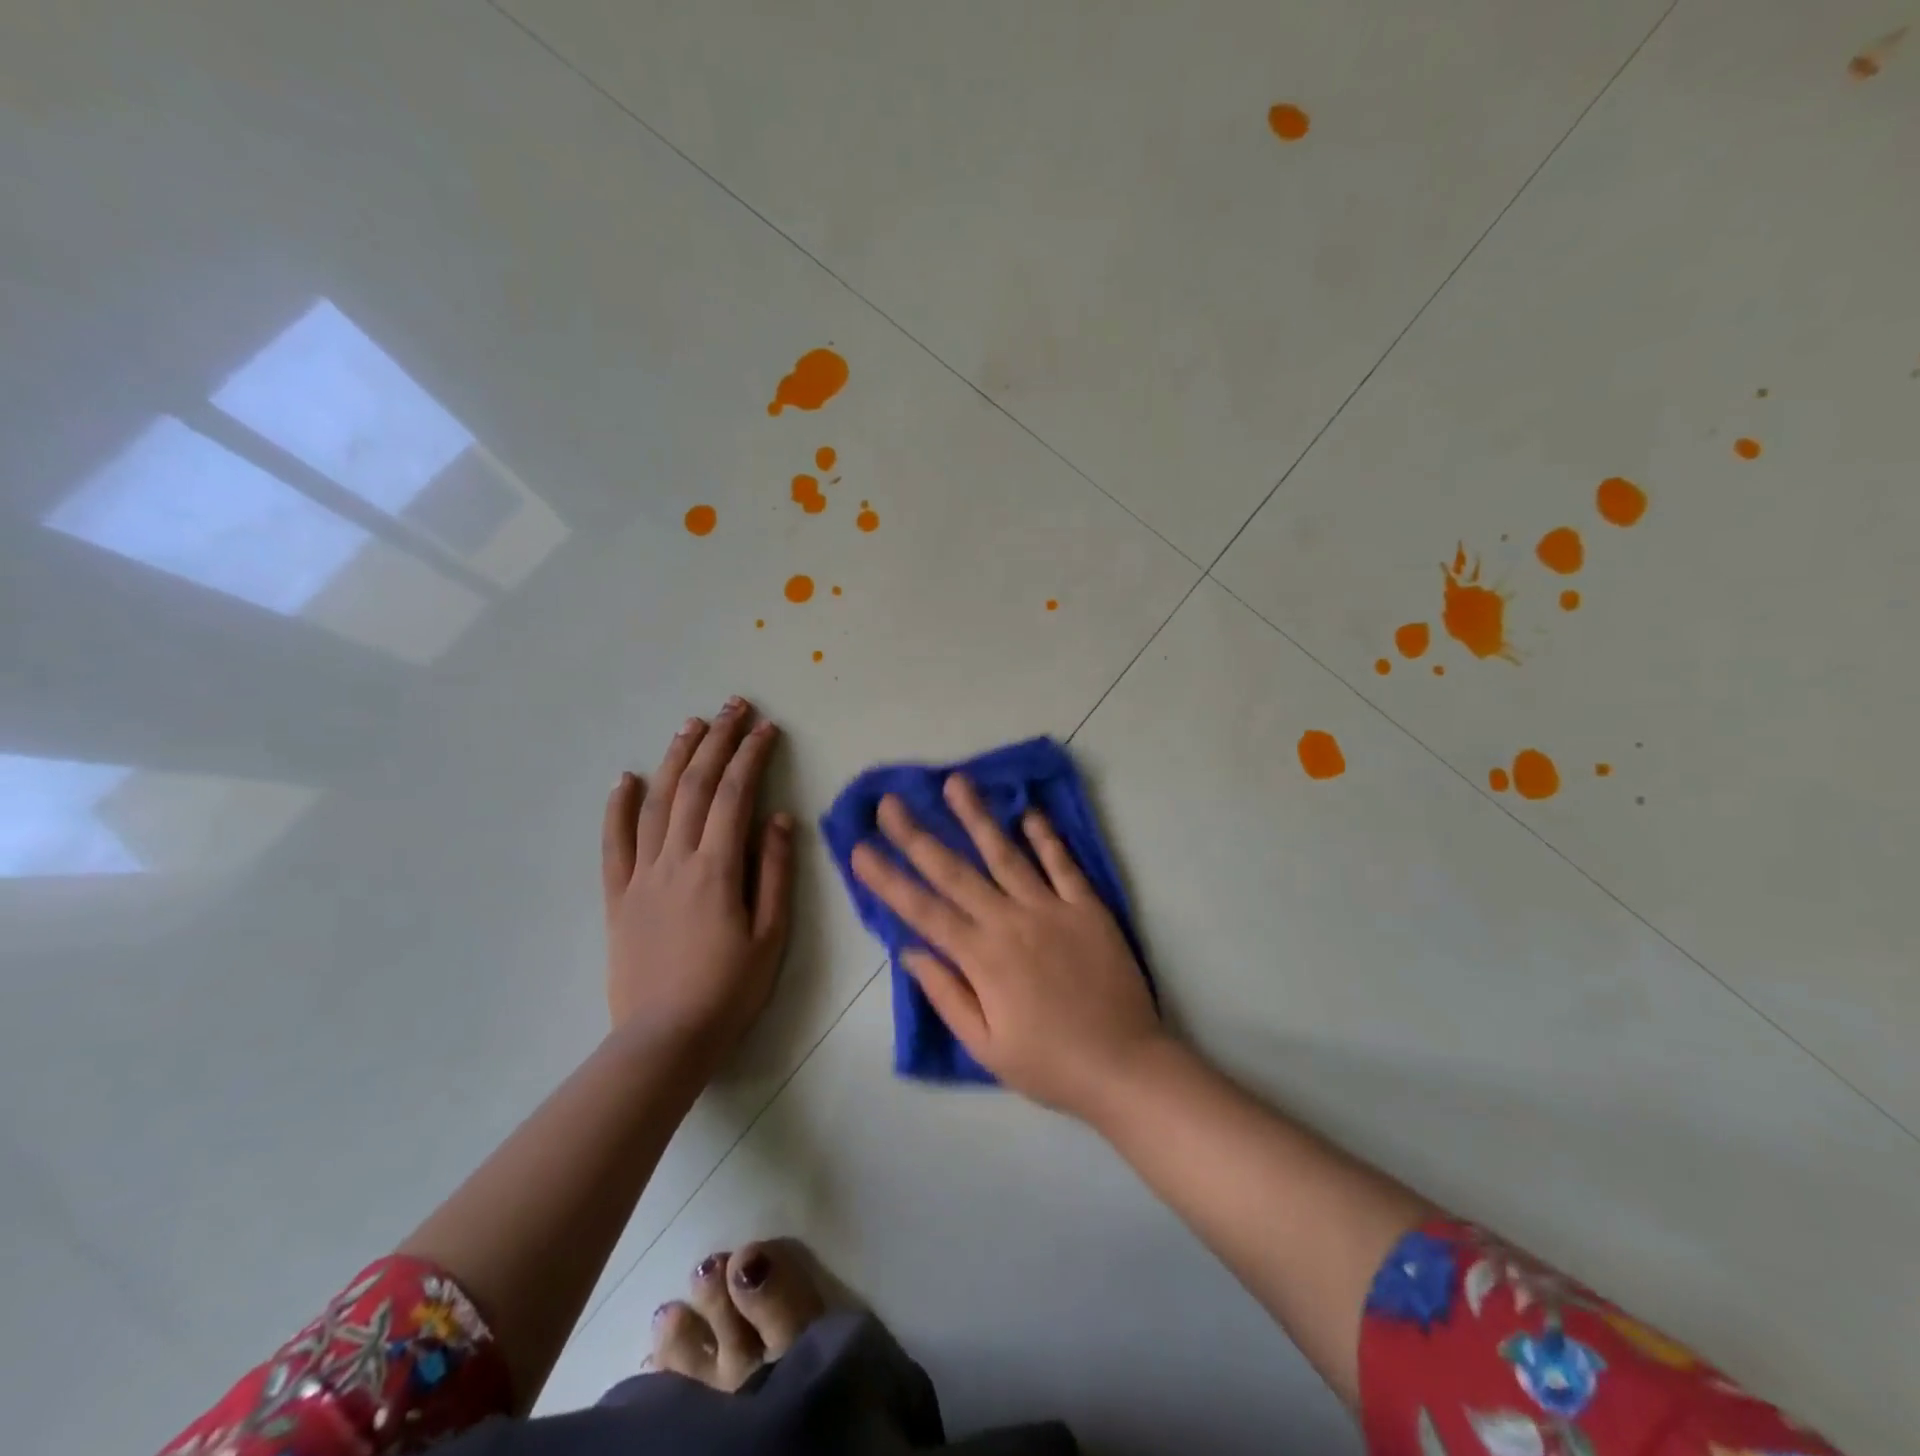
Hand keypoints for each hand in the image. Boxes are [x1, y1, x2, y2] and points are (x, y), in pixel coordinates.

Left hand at [602, 698, 793, 1056]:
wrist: (665, 1039)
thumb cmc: (729, 990)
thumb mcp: (771, 935)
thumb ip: (775, 872)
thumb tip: (780, 819)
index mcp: (717, 868)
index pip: (735, 795)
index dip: (752, 756)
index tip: (767, 728)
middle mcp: (676, 860)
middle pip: (695, 786)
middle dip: (717, 741)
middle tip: (734, 707)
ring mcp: (642, 876)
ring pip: (656, 803)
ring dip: (675, 758)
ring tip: (692, 725)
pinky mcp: (618, 896)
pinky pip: (614, 843)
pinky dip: (618, 807)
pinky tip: (626, 778)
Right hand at [850, 775, 1165, 1118]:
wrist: (1125, 1065)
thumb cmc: (1049, 1063)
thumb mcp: (986, 1047)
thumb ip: (947, 995)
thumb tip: (910, 950)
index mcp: (982, 958)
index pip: (923, 910)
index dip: (888, 878)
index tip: (860, 848)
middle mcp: (1010, 922)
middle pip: (956, 871)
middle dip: (918, 835)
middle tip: (890, 802)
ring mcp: (1051, 908)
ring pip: (1006, 854)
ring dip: (977, 817)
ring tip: (955, 782)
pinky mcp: (1087, 907)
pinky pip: (1062, 864)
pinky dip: (1046, 836)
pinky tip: (1029, 811)